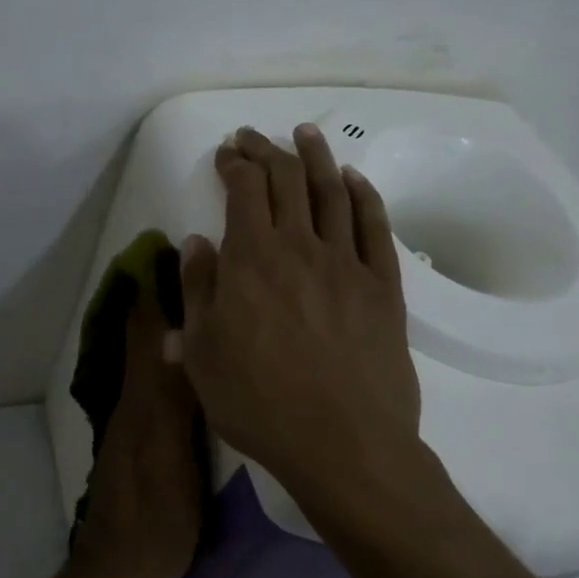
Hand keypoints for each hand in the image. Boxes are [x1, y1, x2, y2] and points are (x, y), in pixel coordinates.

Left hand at [69, 276, 204, 577]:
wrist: (121, 569)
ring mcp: (134, 420)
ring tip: (185, 295)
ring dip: (159, 323)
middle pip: (142, 337)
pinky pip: (149, 380)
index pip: (146, 331)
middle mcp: (134, 400)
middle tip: (177, 263)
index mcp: (143, 399)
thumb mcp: (172, 458)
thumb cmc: (157, 516)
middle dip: (156, 299)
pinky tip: (179, 353)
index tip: (164, 251)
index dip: (154, 291)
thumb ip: (173, 399)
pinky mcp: (139, 439)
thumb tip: (175, 336)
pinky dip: (161, 353)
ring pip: (145, 357)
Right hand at [178, 124, 422, 506]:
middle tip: (254, 137)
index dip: (234, 164)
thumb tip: (196, 241)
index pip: (244, 189)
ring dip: (316, 156)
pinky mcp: (383, 284)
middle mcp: (300, 246)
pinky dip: (363, 194)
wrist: (344, 444)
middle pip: (286, 179)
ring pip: (332, 191)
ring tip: (306, 133)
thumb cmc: (259, 403)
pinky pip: (374, 225)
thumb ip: (197, 289)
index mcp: (252, 258)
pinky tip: (354, 179)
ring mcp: (347, 262)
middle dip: (267, 150)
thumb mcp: (202, 353)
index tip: (226, 154)